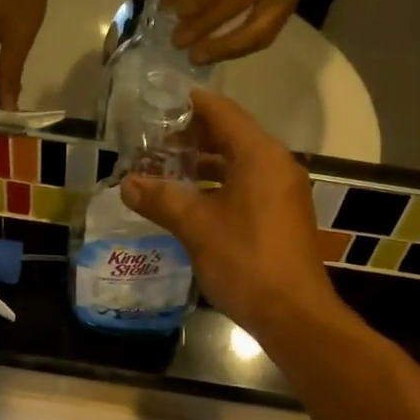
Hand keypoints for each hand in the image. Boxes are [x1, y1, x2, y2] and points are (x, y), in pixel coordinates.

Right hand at [119, 91, 340, 340]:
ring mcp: (282, 193)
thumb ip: (161, 199)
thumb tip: (127, 184)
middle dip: (192, 139)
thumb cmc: (245, 260)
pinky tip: (190, 202)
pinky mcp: (280, 217)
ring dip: (203, 165)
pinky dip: (218, 186)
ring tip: (165, 171)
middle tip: (153, 144)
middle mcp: (276, 166)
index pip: (222, 113)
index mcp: (260, 155)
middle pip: (231, 136)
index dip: (190, 105)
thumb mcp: (196, 226)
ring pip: (238, 165)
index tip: (158, 105)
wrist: (292, 313)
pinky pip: (246, 187)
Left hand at [170, 0, 330, 65]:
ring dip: (222, 48)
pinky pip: (265, 37)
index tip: (175, 10)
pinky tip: (218, 54)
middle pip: (238, 3)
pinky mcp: (291, 9)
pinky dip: (239, 49)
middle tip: (177, 40)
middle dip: (204, 25)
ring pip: (256, 29)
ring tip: (196, 57)